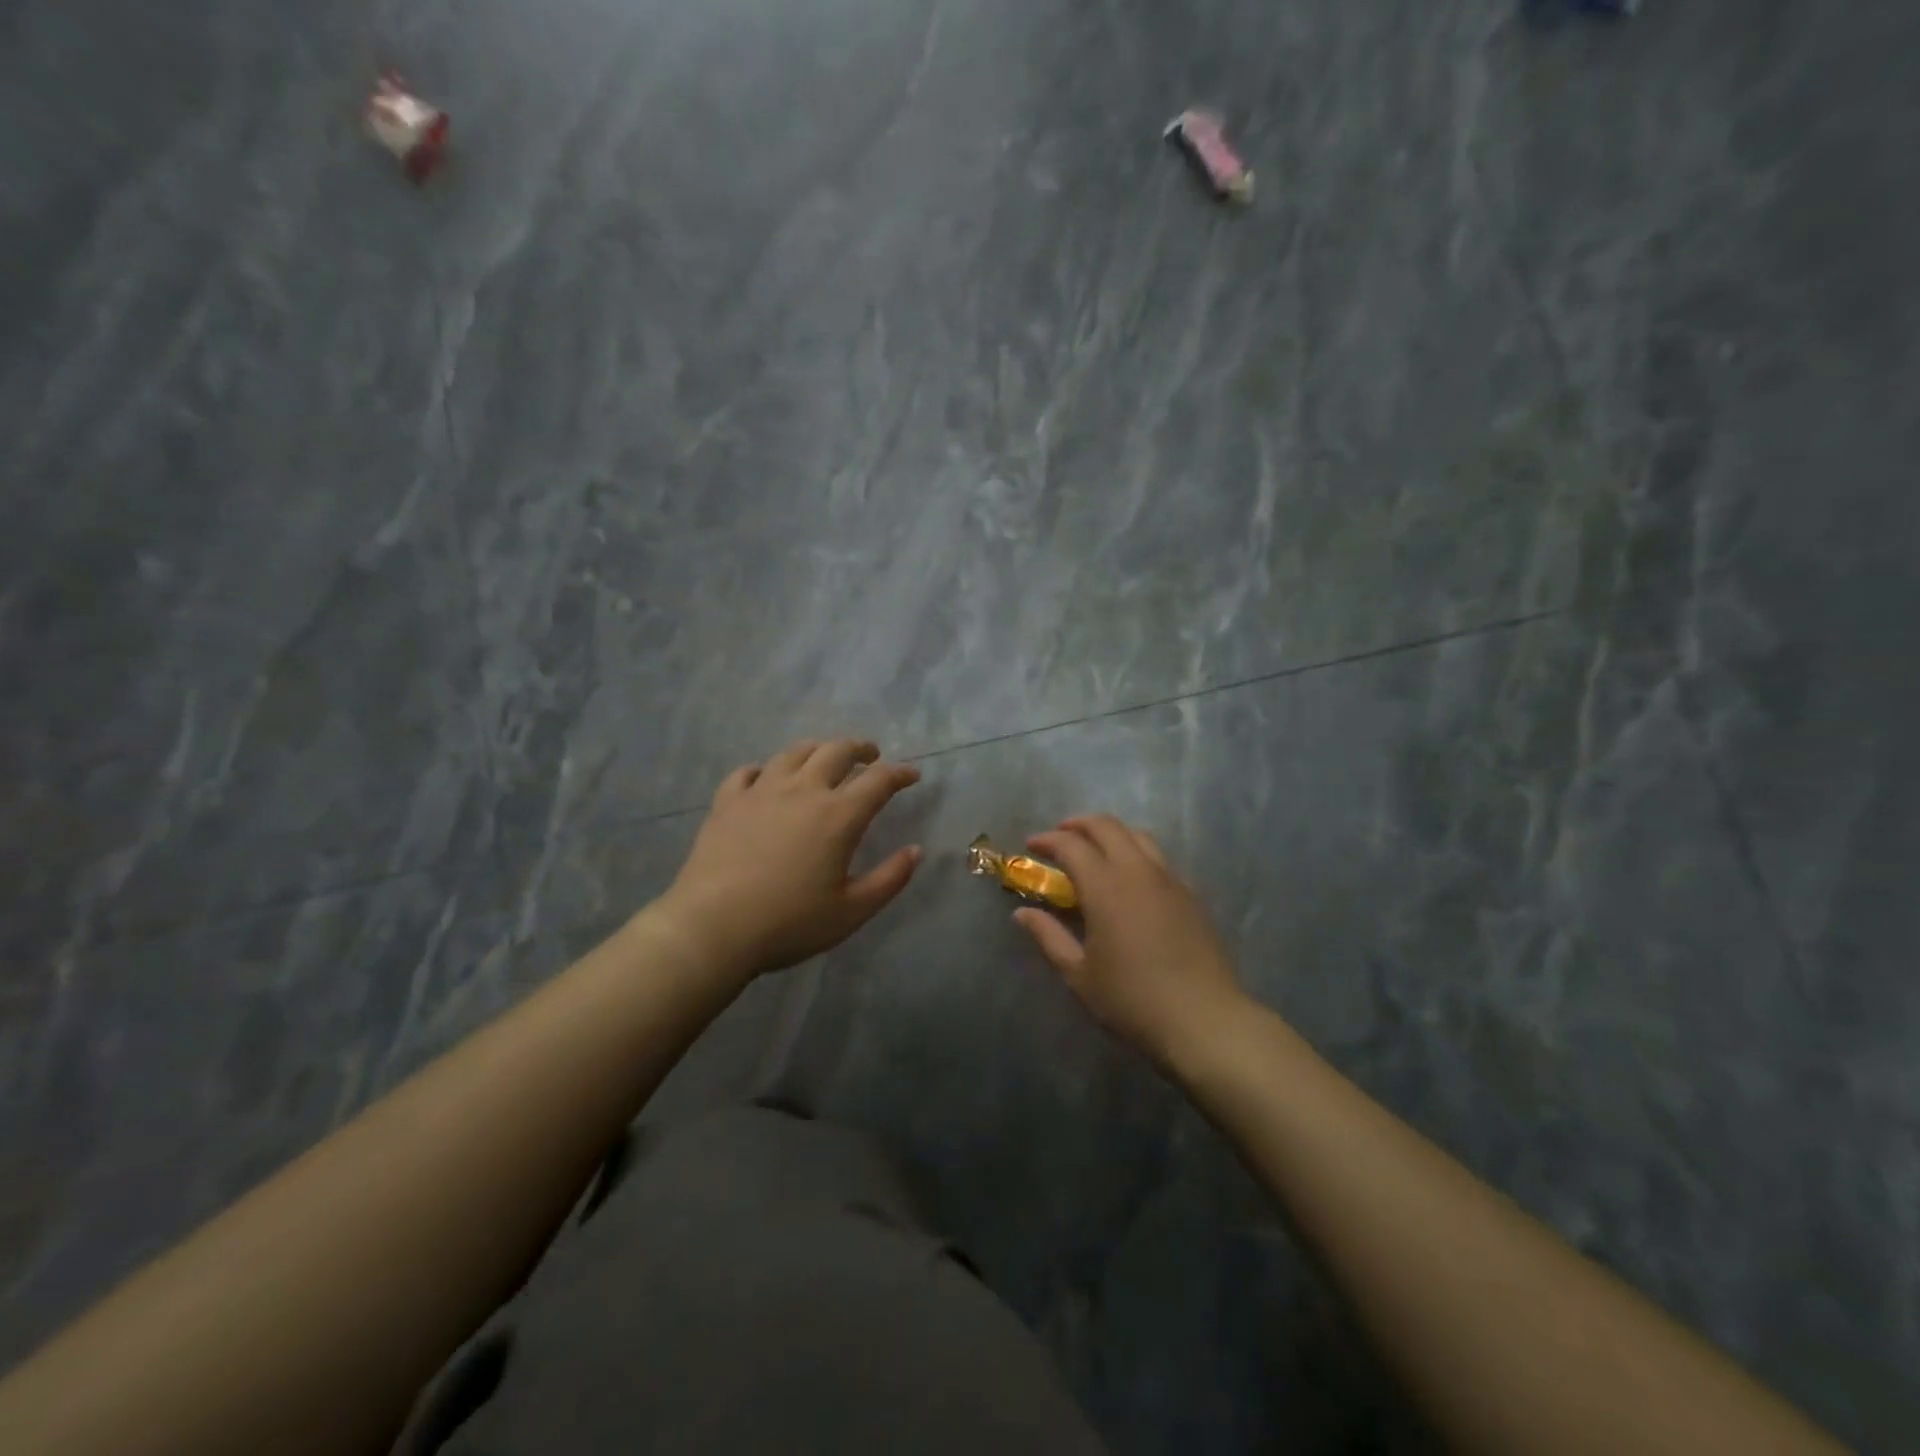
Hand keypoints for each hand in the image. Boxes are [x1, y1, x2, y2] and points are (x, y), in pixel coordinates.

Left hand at [657, 739, 922, 979]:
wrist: (712, 927)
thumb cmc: (789, 923)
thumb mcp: (852, 911)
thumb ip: (890, 879)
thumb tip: (916, 850)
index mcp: (838, 815)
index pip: (879, 780)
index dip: (900, 773)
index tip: (912, 775)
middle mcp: (803, 791)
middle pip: (837, 751)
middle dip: (860, 748)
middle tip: (871, 756)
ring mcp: (761, 791)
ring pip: (794, 752)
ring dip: (818, 749)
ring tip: (824, 757)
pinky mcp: (727, 802)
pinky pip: (749, 772)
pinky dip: (765, 769)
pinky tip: (767, 778)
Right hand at [1015, 815, 1246, 1069]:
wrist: (1204, 1020)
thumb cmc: (1132, 1000)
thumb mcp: (1079, 974)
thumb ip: (1049, 937)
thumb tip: (1022, 913)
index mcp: (1105, 886)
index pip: (1071, 845)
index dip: (1047, 839)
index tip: (1031, 846)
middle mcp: (1138, 871)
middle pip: (1107, 826)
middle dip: (1078, 825)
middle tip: (1060, 837)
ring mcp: (1169, 880)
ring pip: (1137, 836)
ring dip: (1110, 833)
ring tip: (1095, 850)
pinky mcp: (1190, 894)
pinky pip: (1158, 858)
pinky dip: (1135, 853)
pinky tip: (1129, 879)